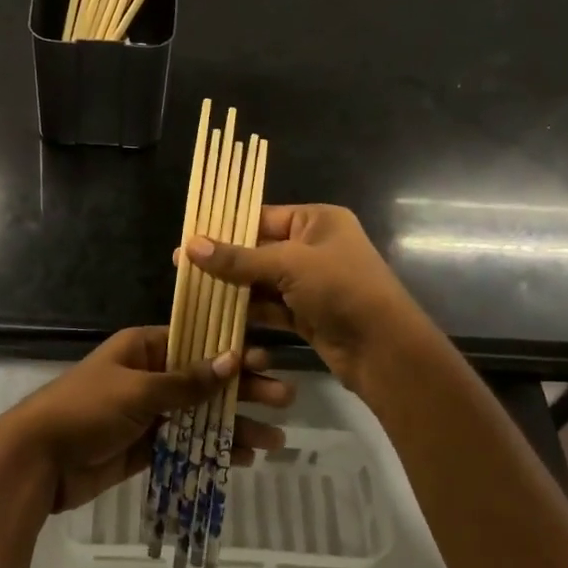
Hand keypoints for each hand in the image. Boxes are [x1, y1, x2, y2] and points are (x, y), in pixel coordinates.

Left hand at [0, 326, 292, 512]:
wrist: (38, 460)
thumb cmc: (86, 410)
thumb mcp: (137, 390)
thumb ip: (186, 381)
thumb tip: (232, 359)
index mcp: (143, 348)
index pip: (196, 343)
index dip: (232, 352)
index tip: (267, 361)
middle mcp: (149, 376)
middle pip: (204, 380)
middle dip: (243, 391)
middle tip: (285, 399)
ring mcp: (148, 413)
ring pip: (200, 416)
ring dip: (234, 426)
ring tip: (275, 439)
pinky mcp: (145, 447)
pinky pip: (186, 444)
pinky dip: (212, 450)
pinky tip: (243, 458)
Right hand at [184, 204, 425, 393]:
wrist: (385, 350)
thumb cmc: (341, 289)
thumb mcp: (288, 265)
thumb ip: (238, 258)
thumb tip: (189, 245)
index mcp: (317, 220)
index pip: (262, 216)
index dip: (225, 227)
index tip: (189, 237)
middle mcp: (314, 247)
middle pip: (259, 249)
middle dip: (224, 260)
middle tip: (182, 266)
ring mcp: (311, 283)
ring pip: (262, 281)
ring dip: (232, 288)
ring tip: (192, 291)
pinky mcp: (307, 314)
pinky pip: (270, 307)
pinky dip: (248, 312)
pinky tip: (216, 315)